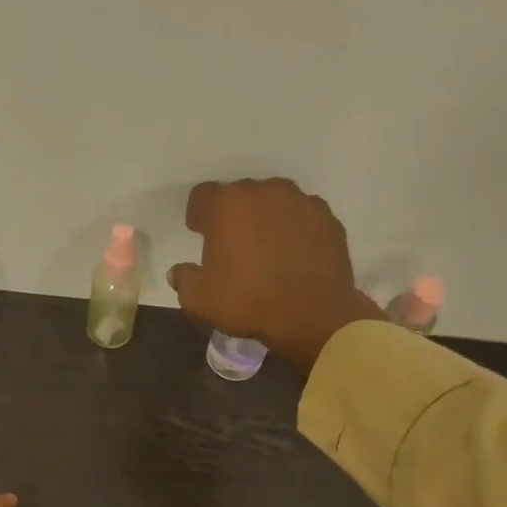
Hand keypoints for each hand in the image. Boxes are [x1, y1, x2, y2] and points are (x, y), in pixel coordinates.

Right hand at [168, 177, 384, 369]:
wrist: (313, 315)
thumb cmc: (248, 301)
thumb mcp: (199, 299)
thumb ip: (184, 279)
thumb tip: (179, 271)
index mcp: (227, 204)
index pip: (202, 195)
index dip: (198, 214)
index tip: (200, 233)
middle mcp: (264, 191)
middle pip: (240, 195)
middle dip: (233, 215)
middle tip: (232, 244)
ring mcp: (301, 201)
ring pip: (274, 202)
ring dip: (265, 218)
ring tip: (266, 248)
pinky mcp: (327, 218)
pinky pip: (301, 216)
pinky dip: (294, 229)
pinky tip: (293, 254)